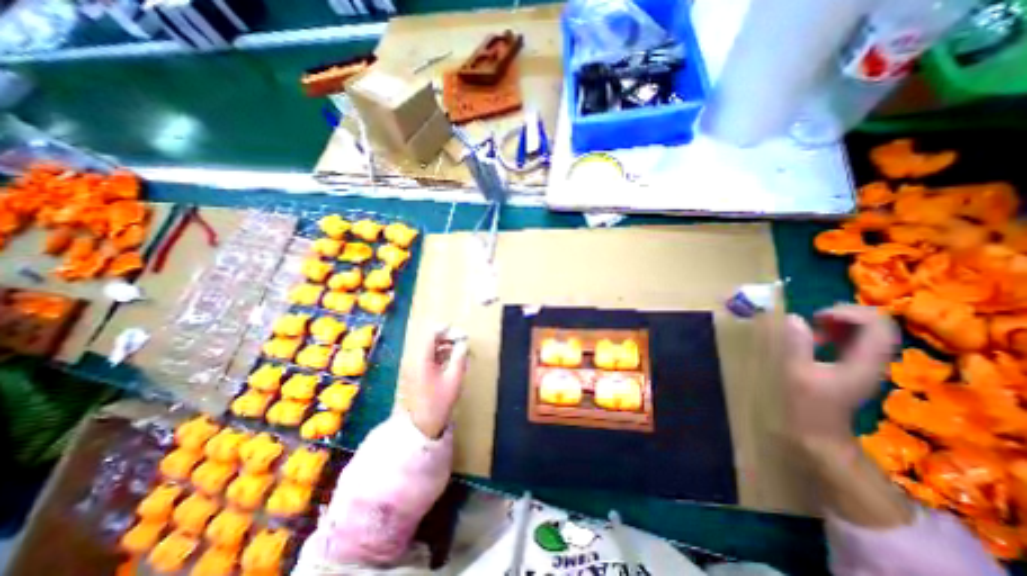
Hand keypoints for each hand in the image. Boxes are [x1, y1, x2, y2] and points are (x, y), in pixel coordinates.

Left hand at [401, 326, 469, 439]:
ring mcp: (414, 366)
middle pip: (430, 340)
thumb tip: (463, 343)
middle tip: (462, 340)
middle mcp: (415, 359)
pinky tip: (451, 358)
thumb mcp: (454, 378)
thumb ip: (459, 357)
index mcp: (422, 359)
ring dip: (444, 345)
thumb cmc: (439, 401)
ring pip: (429, 348)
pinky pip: (428, 356)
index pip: (432, 335)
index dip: (447, 330)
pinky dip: (440, 354)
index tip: (460, 333)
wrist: (422, 424)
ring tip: (459, 349)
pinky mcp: (416, 373)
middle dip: (447, 337)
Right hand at [788, 306, 901, 450]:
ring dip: (841, 323)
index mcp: (864, 362)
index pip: (877, 325)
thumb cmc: (807, 404)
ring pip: (867, 332)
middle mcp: (873, 361)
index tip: (817, 317)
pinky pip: (856, 342)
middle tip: (815, 319)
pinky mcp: (855, 368)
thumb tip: (795, 318)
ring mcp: (866, 365)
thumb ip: (797, 345)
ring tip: (814, 327)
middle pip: (876, 325)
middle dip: (845, 315)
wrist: (819, 434)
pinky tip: (817, 340)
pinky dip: (838, 334)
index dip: (849, 312)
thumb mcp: (796, 373)